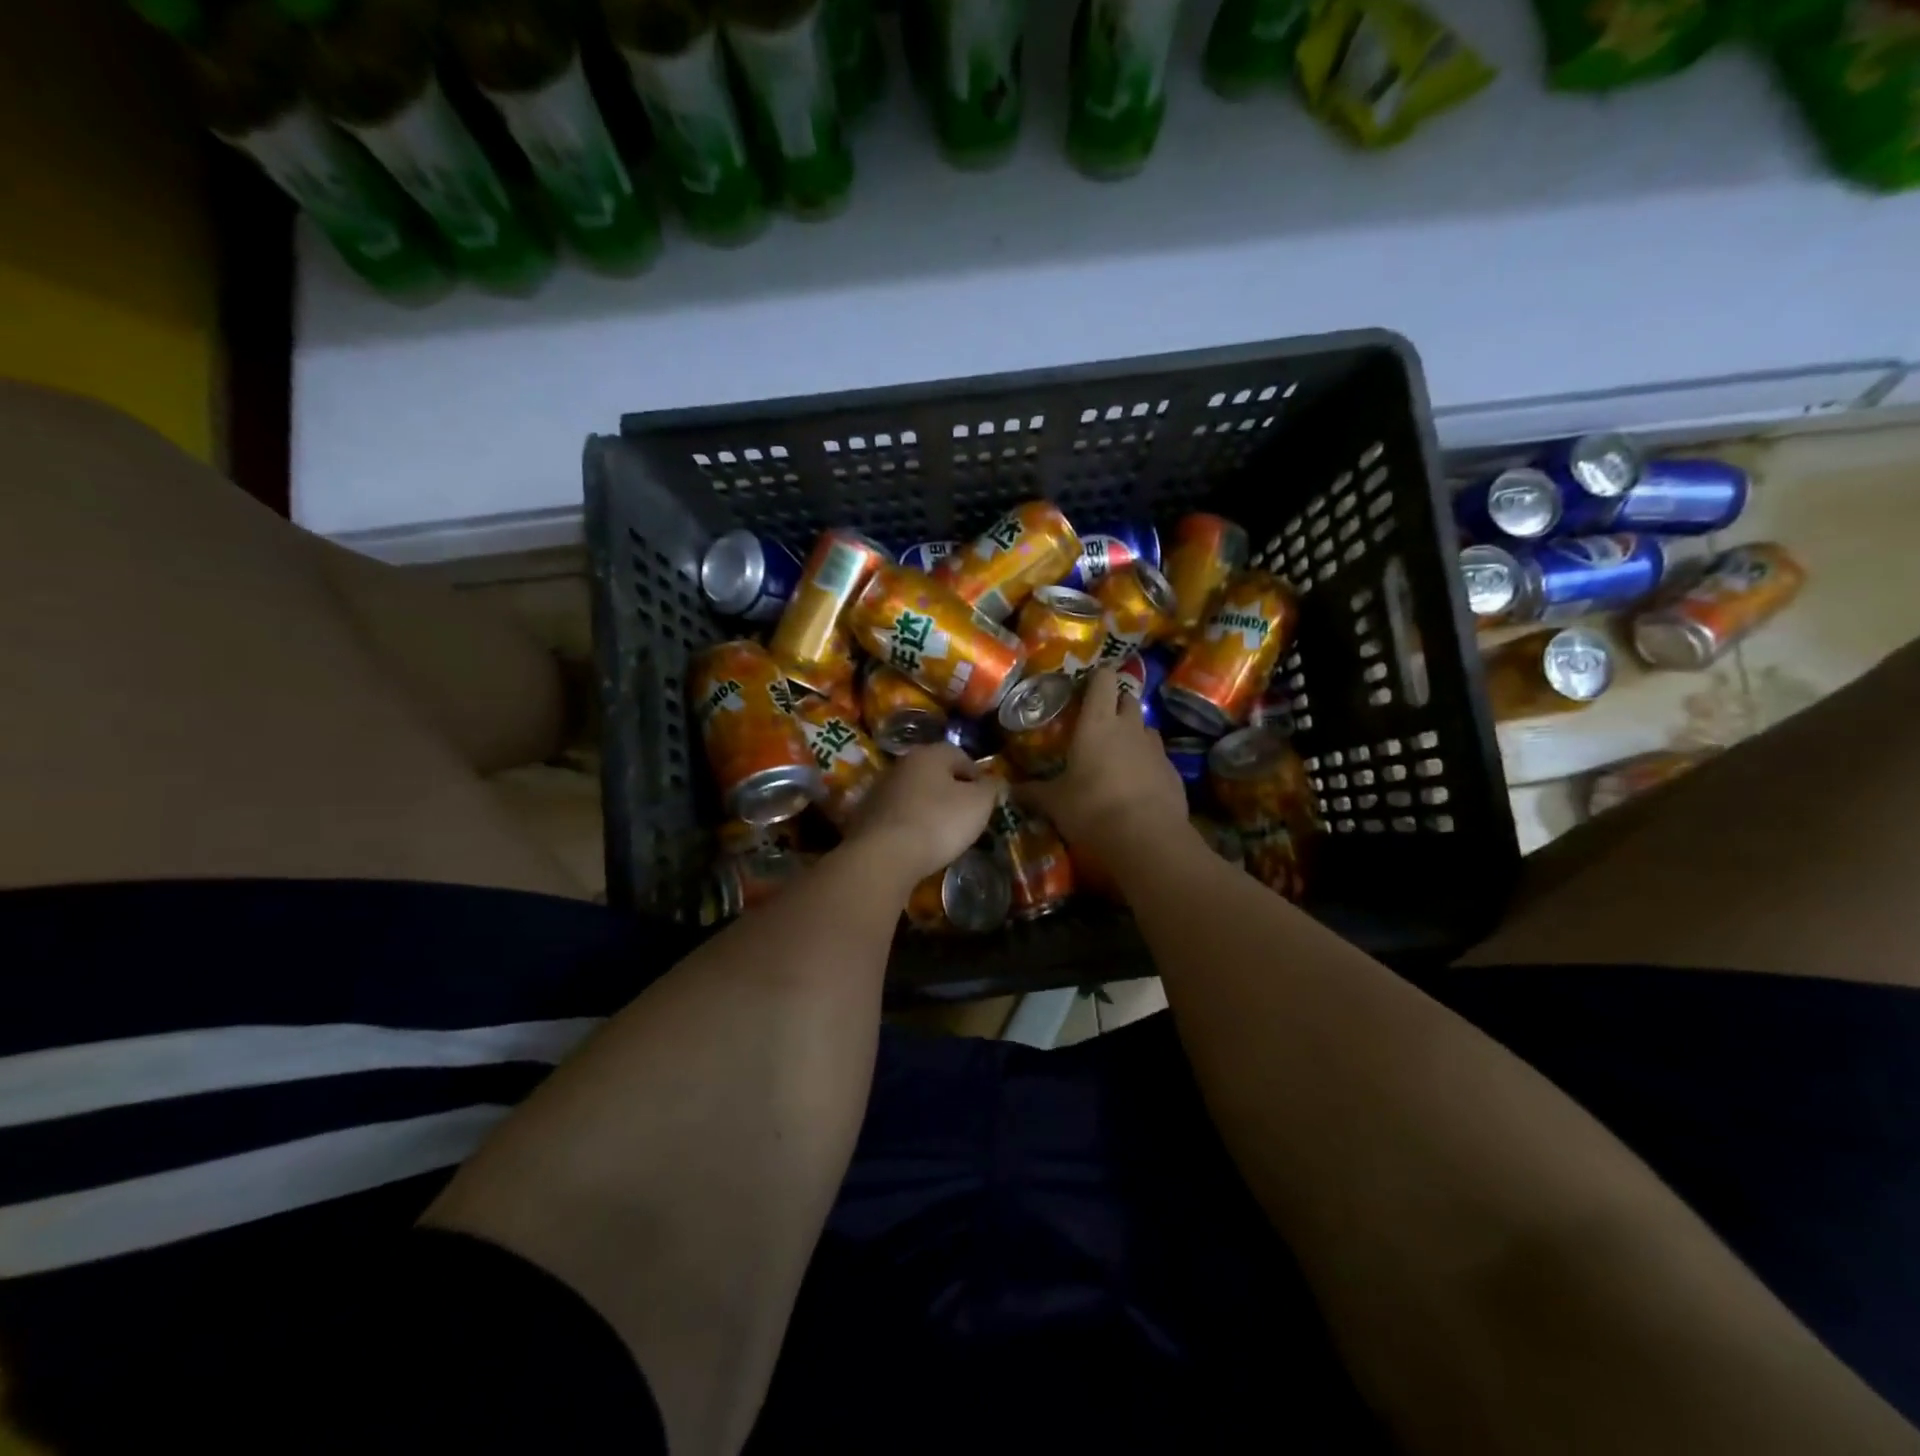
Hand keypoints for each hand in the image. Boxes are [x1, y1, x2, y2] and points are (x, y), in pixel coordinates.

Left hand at [842, 742, 998, 889]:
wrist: (883, 856)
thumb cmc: (938, 822)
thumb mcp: (979, 804)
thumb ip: (992, 788)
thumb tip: (995, 781)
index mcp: (929, 754)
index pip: (960, 756)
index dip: (978, 777)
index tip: (986, 801)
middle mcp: (901, 764)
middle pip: (934, 774)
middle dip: (952, 792)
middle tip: (966, 818)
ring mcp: (879, 790)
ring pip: (914, 795)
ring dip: (928, 809)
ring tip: (942, 835)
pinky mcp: (865, 817)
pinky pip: (897, 816)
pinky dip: (909, 826)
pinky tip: (917, 845)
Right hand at [1017, 667, 1188, 849]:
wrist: (1147, 839)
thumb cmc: (1092, 809)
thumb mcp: (1054, 803)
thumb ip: (1033, 792)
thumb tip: (1008, 790)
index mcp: (1097, 723)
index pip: (1103, 680)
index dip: (1097, 677)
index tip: (1086, 686)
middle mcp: (1130, 727)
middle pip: (1128, 699)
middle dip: (1115, 704)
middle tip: (1099, 721)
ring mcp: (1156, 749)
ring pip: (1146, 727)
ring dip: (1134, 733)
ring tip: (1118, 754)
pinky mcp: (1173, 772)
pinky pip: (1158, 758)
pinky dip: (1147, 764)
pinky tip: (1136, 785)